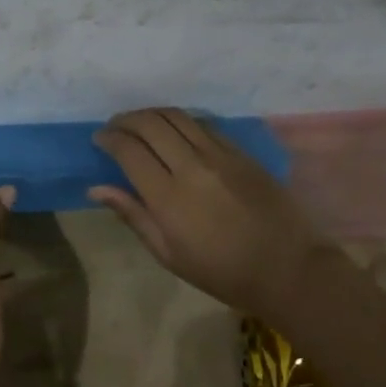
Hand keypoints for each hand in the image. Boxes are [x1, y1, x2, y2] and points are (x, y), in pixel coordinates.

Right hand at [91, 108, 327, 307]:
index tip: (99, 140)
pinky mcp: (241, 152)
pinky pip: (203, 124)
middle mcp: (192, 166)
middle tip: (115, 127)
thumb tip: (96, 188)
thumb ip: (133, 215)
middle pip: (150, 123)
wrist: (289, 269)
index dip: (109, 139)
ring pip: (176, 116)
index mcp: (168, 197)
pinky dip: (180, 121)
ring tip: (140, 123)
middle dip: (126, 119)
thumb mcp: (169, 254)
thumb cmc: (222, 272)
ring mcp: (219, 155)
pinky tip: (174, 131)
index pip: (129, 150)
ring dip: (151, 114)